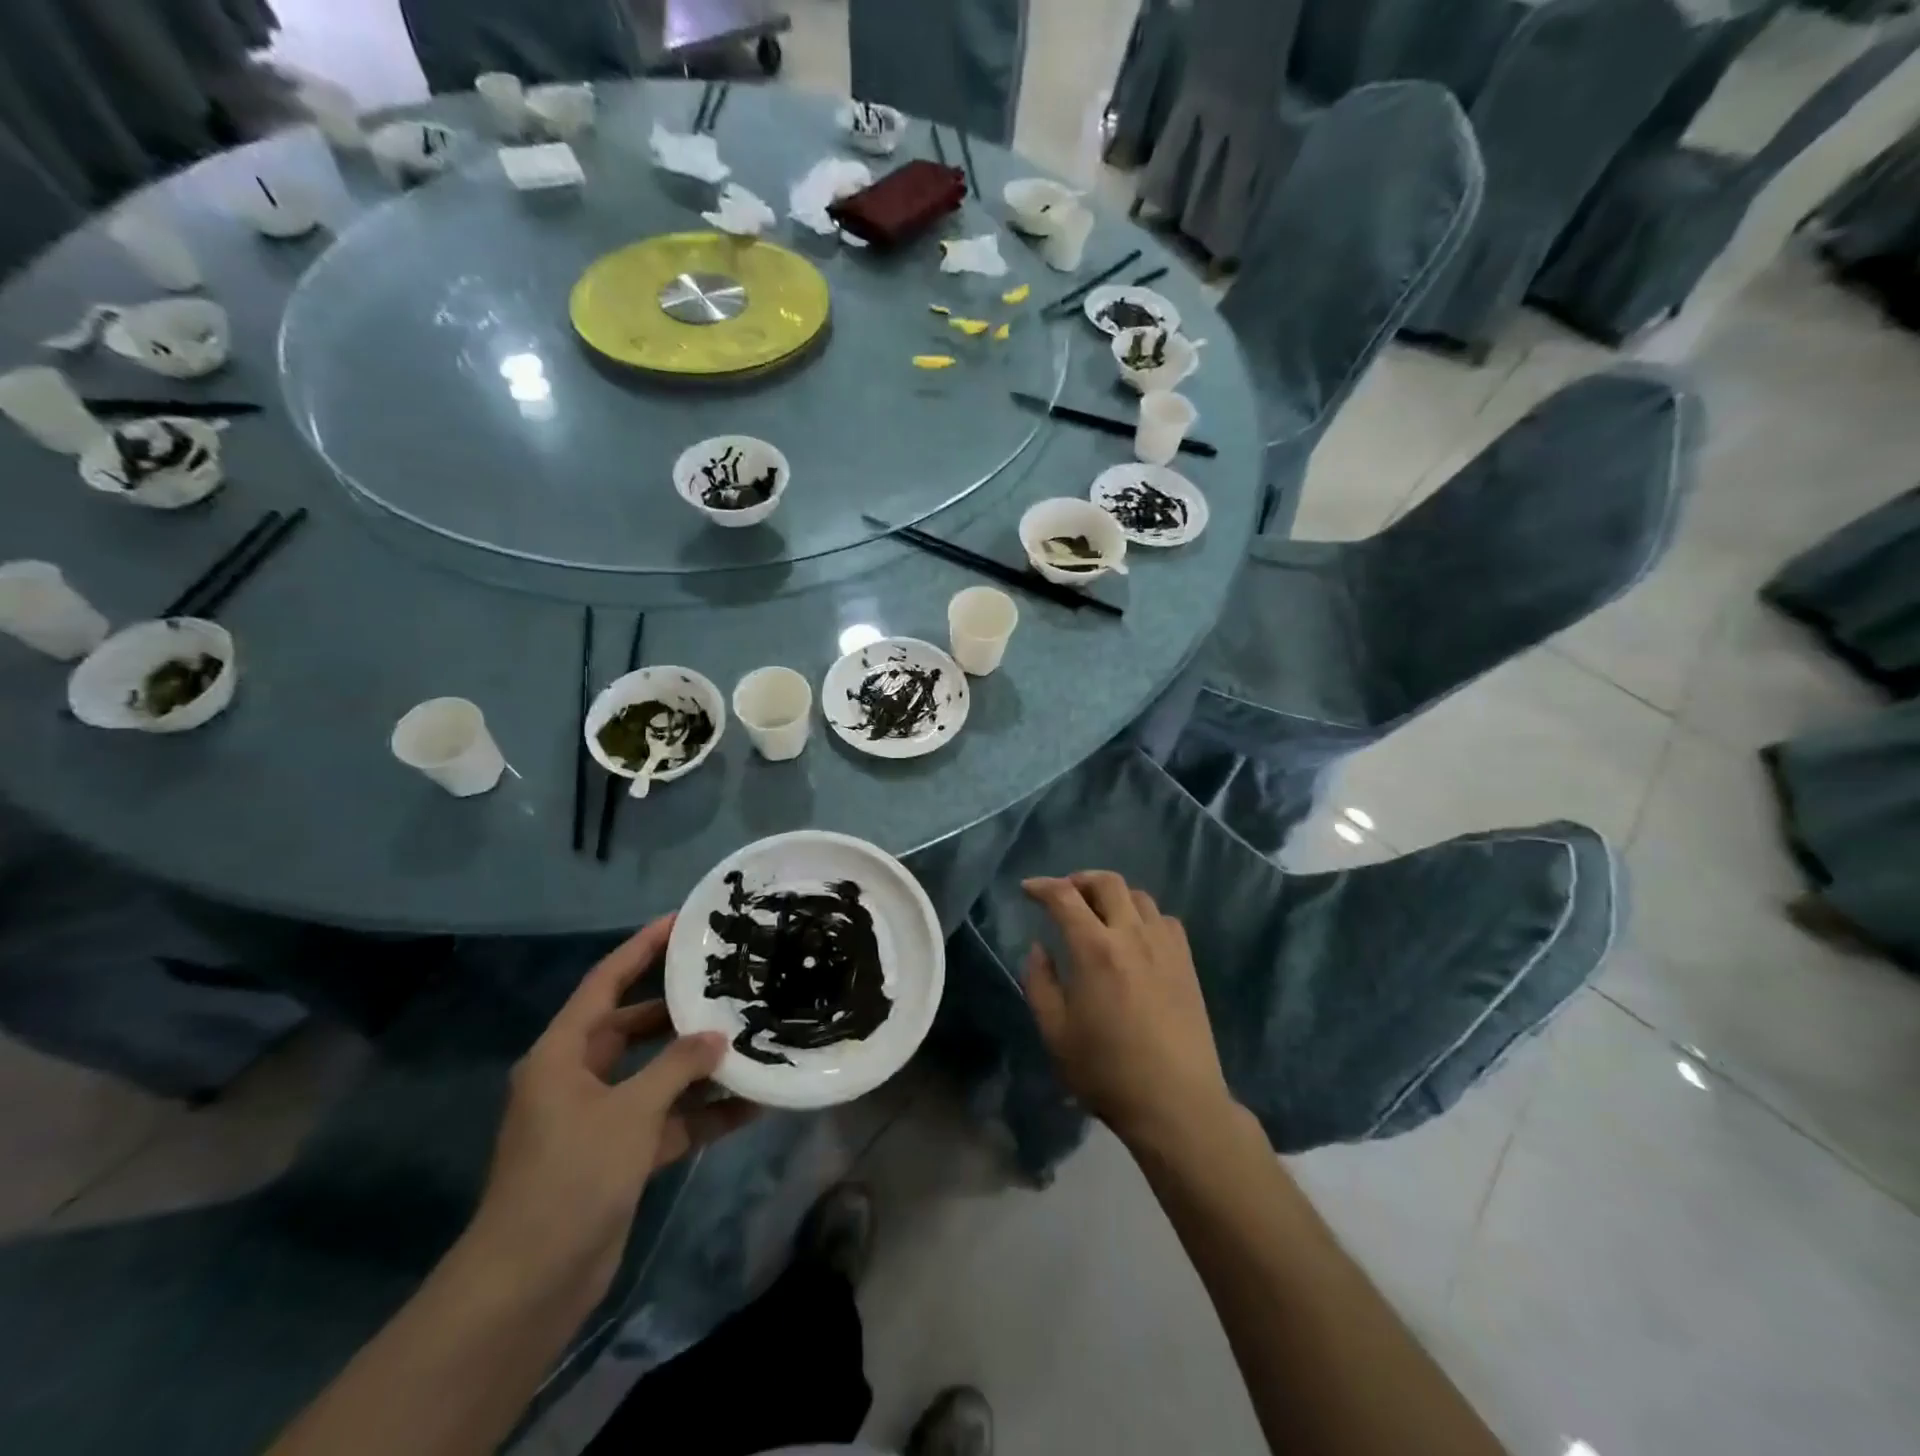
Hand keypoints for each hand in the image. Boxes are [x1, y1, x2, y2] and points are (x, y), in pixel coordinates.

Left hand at [471, 915, 757, 1305]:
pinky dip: (702, 1112)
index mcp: (563, 1054)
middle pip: (636, 1026)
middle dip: (681, 1010)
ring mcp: (601, 1118)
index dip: (640, 949)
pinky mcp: (620, 1154)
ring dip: (699, 1066)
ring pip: (657, 1075)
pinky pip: (668, 1119)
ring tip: (751, 1039)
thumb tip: (718, 1037)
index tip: (681, 921)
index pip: (605, 982)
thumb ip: (678, 1067)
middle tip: (729, 984)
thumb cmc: (571, 1177)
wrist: (530, 1284)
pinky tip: (751, 1105)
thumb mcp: (629, 1113)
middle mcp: (579, 1077)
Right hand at [1021, 872, 1234, 1150]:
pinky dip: (1143, 915)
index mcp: (1095, 950)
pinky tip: (1135, 936)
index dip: (1042, 886)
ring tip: (1098, 912)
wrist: (1176, 1103)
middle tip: (1063, 895)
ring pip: (1138, 896)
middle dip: (1079, 880)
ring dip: (1112, 895)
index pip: (1064, 897)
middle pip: (1107, 883)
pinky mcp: (1186, 963)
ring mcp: (1165, 947)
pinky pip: (1164, 919)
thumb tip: (1039, 947)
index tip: (1028, 889)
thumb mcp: (1055, 1033)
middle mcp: (1132, 936)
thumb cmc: (1107, 1071)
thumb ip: (1039, 983)